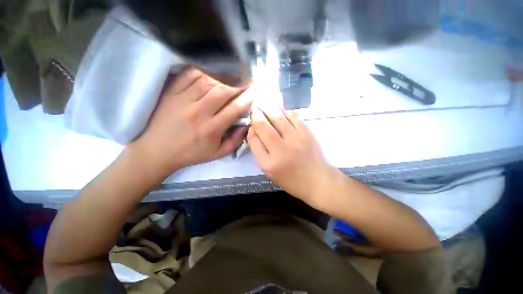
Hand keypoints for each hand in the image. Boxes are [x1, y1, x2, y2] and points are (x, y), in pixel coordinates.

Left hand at [130, 67, 251, 179]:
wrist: (156, 151)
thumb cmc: (190, 154)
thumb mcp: (217, 154)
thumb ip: (235, 141)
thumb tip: (246, 125)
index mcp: (211, 129)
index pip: (234, 108)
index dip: (247, 97)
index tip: (255, 89)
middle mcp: (199, 112)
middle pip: (223, 91)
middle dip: (239, 83)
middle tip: (247, 78)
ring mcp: (183, 100)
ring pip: (208, 81)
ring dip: (224, 76)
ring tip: (233, 75)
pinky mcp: (171, 93)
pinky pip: (189, 75)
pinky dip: (203, 71)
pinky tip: (212, 72)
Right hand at [247, 105, 337, 206]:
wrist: (317, 180)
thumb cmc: (290, 179)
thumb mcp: (270, 171)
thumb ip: (259, 152)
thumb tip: (254, 131)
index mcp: (269, 163)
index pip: (253, 140)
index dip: (250, 129)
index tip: (251, 123)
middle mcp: (281, 149)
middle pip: (264, 126)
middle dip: (257, 114)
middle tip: (254, 108)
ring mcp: (295, 139)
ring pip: (278, 118)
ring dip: (269, 108)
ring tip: (263, 103)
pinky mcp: (306, 133)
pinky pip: (293, 117)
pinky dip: (284, 111)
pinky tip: (280, 109)